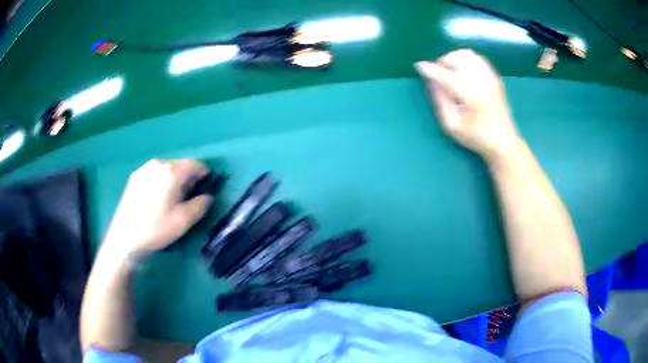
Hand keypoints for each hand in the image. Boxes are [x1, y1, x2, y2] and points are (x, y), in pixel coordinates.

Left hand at [102, 159, 212, 257]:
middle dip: (188, 178)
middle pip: (180, 165)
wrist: (125, 238)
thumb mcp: (184, 220)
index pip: (195, 164)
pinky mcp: (134, 177)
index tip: (206, 189)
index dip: (205, 175)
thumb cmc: (156, 229)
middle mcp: (157, 164)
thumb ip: (201, 204)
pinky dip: (162, 181)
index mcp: (171, 171)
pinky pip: (155, 174)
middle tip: (189, 198)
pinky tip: (157, 199)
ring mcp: (144, 169)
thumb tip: (207, 196)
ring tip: (172, 199)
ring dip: (175, 180)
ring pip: (167, 169)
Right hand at [415, 49, 520, 161]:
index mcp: (470, 94)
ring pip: (467, 54)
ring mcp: (490, 76)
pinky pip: (477, 58)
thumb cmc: (476, 137)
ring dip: (454, 59)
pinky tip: (464, 72)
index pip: (445, 74)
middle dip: (443, 62)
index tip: (418, 66)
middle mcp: (481, 80)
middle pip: (456, 57)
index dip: (430, 69)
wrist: (504, 141)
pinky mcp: (495, 76)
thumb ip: (440, 100)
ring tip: (450, 72)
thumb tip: (431, 80)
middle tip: (438, 75)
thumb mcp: (452, 125)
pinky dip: (466, 60)